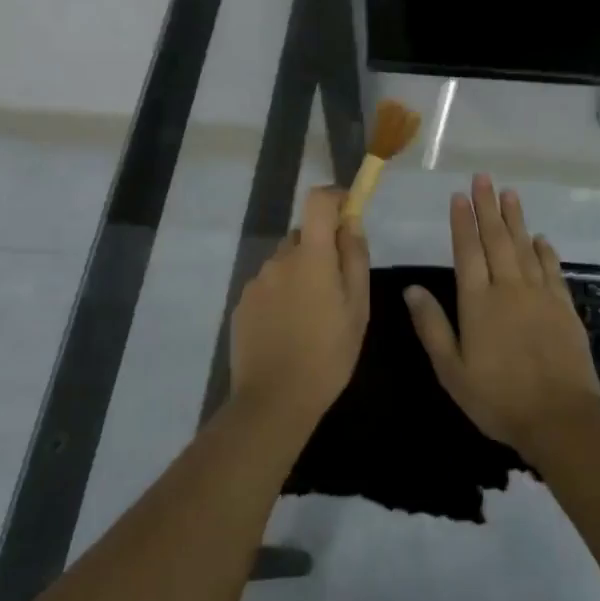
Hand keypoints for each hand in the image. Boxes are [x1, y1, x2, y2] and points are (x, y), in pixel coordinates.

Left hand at [231, 186, 370, 418]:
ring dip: (300, 275)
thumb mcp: (358, 308)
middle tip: (337, 290)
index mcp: (310, 255)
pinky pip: (269, 286)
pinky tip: (289, 330)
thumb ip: (354, 258)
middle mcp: (279, 259)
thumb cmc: (328, 354)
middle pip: (303, 235)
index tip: (349, 216)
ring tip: (312, 318)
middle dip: (321, 251)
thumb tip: (351, 222)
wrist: (274, 401)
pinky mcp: (241, 304)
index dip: (335, 199)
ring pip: (285, 263)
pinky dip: (282, 296)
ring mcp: (256, 282)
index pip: (317, 200)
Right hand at [404, 174, 599, 456]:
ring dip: (516, 219)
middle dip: (488, 207)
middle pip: (497, 239)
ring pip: (525, 247)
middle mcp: (508, 288)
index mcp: (478, 302)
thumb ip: (432, 326)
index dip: (462, 222)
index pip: (467, 251)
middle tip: (484, 178)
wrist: (561, 417)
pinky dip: (545, 251)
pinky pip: (552, 269)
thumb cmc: (498, 398)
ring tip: (510, 193)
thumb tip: (411, 289)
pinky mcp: (564, 306)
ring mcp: (540, 295)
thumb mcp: (452, 370)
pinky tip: (541, 238)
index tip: (459, 196)